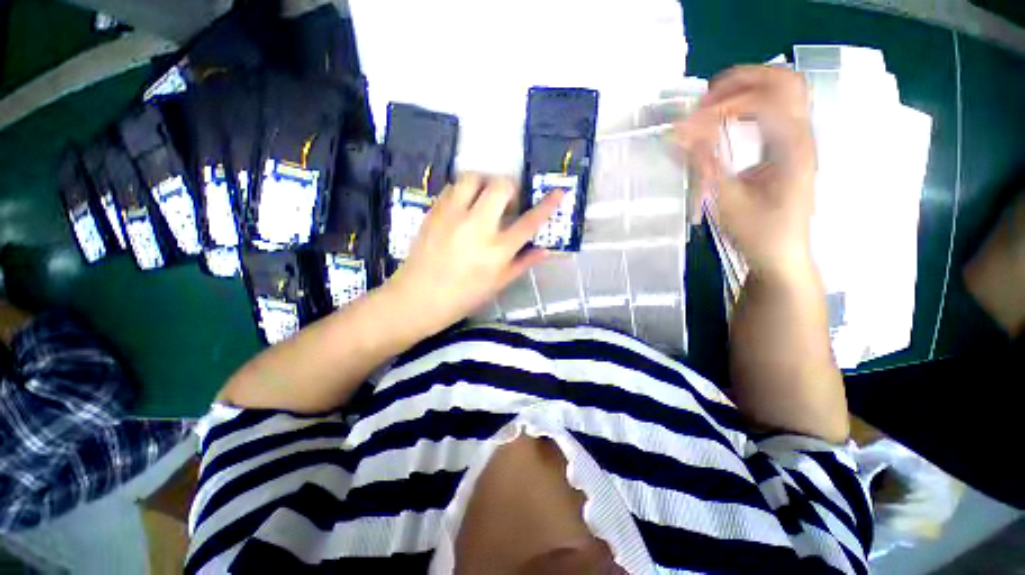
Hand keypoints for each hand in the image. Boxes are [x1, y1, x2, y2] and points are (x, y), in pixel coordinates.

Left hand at [385, 174, 562, 333]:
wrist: (417, 298)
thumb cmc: (462, 297)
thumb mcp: (497, 285)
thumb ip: (522, 263)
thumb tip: (545, 250)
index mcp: (497, 251)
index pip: (529, 222)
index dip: (547, 205)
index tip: (558, 192)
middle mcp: (477, 227)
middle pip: (501, 187)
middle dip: (510, 187)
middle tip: (507, 201)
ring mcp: (452, 216)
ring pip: (473, 178)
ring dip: (485, 183)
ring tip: (484, 198)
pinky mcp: (434, 212)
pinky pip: (452, 188)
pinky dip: (464, 191)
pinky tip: (464, 206)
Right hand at [676, 66, 816, 278]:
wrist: (782, 252)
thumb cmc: (758, 232)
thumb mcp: (728, 201)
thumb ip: (706, 163)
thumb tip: (680, 134)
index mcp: (793, 147)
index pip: (764, 101)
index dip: (723, 106)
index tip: (689, 125)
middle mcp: (802, 133)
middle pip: (782, 80)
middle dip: (740, 81)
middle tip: (703, 102)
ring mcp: (799, 137)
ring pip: (783, 87)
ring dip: (747, 87)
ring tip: (712, 106)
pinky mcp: (790, 144)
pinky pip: (775, 106)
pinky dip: (749, 102)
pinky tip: (727, 119)